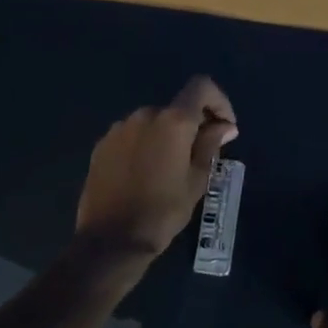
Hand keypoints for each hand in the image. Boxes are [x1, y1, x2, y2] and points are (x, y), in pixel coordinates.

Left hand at [74, 76, 237, 259]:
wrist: (111, 240)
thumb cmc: (163, 211)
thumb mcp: (197, 180)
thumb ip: (211, 145)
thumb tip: (225, 126)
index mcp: (173, 121)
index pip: (201, 87)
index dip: (218, 101)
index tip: (224, 127)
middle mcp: (145, 115)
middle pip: (177, 108)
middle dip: (193, 125)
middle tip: (200, 155)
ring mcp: (119, 128)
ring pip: (153, 122)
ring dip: (167, 136)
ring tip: (170, 168)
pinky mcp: (102, 145)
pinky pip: (132, 135)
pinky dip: (145, 145)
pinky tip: (145, 173)